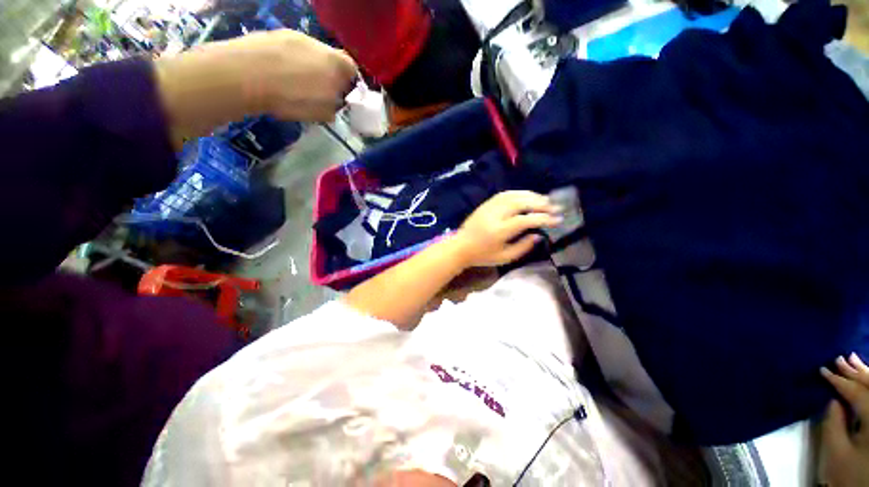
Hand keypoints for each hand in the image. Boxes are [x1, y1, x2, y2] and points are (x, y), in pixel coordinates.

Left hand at [231, 29, 357, 121]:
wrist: (243, 75)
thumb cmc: (289, 98)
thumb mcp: (320, 113)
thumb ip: (333, 107)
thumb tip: (334, 104)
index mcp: (335, 63)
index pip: (352, 69)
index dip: (350, 82)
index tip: (342, 95)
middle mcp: (318, 44)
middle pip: (331, 59)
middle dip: (328, 74)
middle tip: (318, 92)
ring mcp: (295, 36)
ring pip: (310, 53)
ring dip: (308, 67)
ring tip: (294, 83)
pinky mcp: (274, 34)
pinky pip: (290, 50)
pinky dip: (289, 61)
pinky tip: (278, 73)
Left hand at [452, 191, 561, 267]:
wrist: (460, 247)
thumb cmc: (482, 255)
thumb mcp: (504, 258)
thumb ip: (523, 247)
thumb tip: (538, 235)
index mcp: (499, 230)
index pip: (525, 219)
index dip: (543, 218)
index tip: (557, 220)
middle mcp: (495, 215)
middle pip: (521, 202)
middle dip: (541, 203)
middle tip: (555, 207)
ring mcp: (489, 207)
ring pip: (514, 195)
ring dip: (532, 196)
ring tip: (545, 201)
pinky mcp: (486, 204)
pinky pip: (505, 194)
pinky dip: (519, 193)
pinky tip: (527, 196)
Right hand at [819, 353, 868, 486]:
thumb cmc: (849, 472)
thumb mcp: (837, 452)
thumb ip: (834, 423)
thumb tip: (832, 400)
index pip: (857, 393)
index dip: (839, 381)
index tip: (821, 370)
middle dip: (856, 372)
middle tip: (838, 358)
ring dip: (864, 374)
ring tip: (852, 360)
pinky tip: (865, 378)